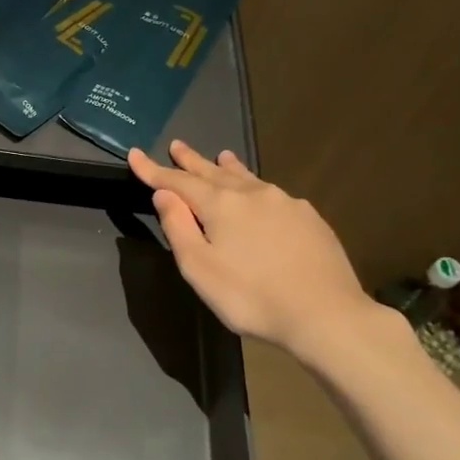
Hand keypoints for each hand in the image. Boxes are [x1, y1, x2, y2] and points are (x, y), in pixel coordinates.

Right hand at [128, 139, 382, 360]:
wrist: (325, 314)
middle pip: (214, 172)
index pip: (178, 181)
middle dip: (191, 161)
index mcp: (221, 205)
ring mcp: (285, 203)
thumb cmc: (250, 296)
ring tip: (220, 156)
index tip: (134, 154)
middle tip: (176, 145)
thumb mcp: (199, 268)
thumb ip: (178, 227)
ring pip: (247, 178)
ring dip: (226, 168)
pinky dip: (254, 184)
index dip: (154, 170)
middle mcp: (253, 194)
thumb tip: (164, 194)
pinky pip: (271, 193)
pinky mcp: (309, 218)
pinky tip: (259, 192)